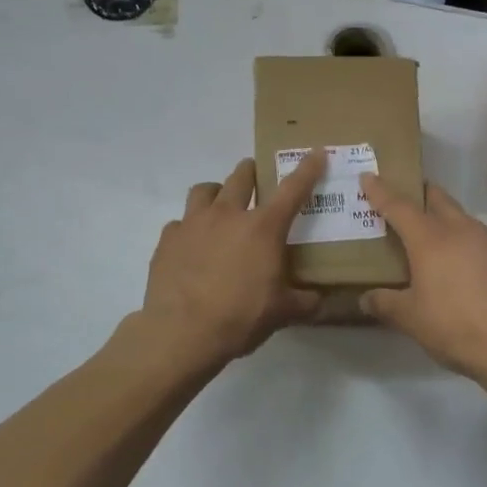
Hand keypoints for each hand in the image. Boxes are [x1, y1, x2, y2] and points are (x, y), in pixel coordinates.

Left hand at [138, 151, 325, 368]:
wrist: (182, 333)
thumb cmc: (240, 317)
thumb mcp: (282, 313)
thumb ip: (304, 302)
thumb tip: (319, 300)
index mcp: (263, 228)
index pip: (292, 189)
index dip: (307, 169)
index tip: (315, 153)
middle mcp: (228, 215)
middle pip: (241, 176)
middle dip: (252, 172)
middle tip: (257, 179)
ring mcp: (193, 224)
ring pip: (204, 190)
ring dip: (217, 192)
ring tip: (221, 206)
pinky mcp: (167, 240)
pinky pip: (179, 223)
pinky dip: (189, 228)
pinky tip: (192, 246)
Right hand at [358, 176, 486, 380]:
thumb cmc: (453, 326)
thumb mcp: (410, 318)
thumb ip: (385, 303)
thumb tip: (366, 298)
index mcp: (430, 238)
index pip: (399, 206)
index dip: (380, 191)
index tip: (368, 176)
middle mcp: (459, 229)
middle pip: (436, 198)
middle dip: (418, 194)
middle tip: (403, 200)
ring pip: (460, 216)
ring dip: (442, 217)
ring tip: (430, 235)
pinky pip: (477, 237)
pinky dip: (461, 239)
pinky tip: (458, 262)